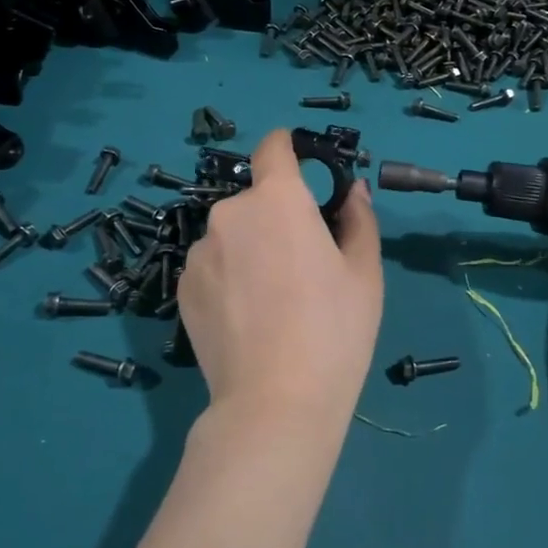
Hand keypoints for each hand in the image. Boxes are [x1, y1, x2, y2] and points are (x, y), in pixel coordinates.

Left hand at [178, 129, 383, 447]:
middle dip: (277, 217)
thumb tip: (352, 189)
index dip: (290, 149)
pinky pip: (211, 266)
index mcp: (278, 199)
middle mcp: (230, 213)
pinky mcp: (182, 287)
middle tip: (303, 263)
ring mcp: (200, 252)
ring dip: (250, 248)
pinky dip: (228, 277)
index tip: (304, 167)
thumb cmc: (334, 329)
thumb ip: (358, 218)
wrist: (276, 401)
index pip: (275, 147)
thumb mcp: (364, 272)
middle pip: (256, 199)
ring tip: (272, 300)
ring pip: (232, 235)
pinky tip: (246, 318)